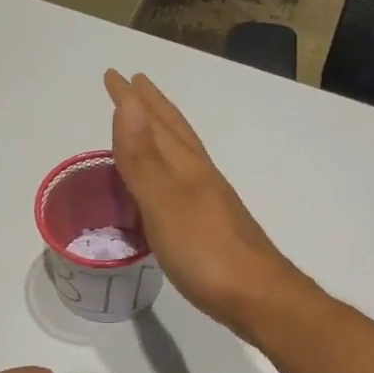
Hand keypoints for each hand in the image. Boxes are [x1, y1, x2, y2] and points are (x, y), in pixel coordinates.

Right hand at [105, 69, 307, 339]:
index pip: (155, 124)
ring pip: (183, 157)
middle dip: (152, 109)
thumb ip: (143, 157)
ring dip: (162, 137)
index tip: (115, 75)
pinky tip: (169, 188)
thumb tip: (130, 101)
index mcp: (187, 167)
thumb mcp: (165, 202)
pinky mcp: (214, 228)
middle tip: (135, 86)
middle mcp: (202, 177)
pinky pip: (184, 185)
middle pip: (175, 133)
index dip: (133, 100)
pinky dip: (170, 173)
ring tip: (147, 128)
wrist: (258, 297)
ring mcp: (212, 202)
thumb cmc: (206, 252)